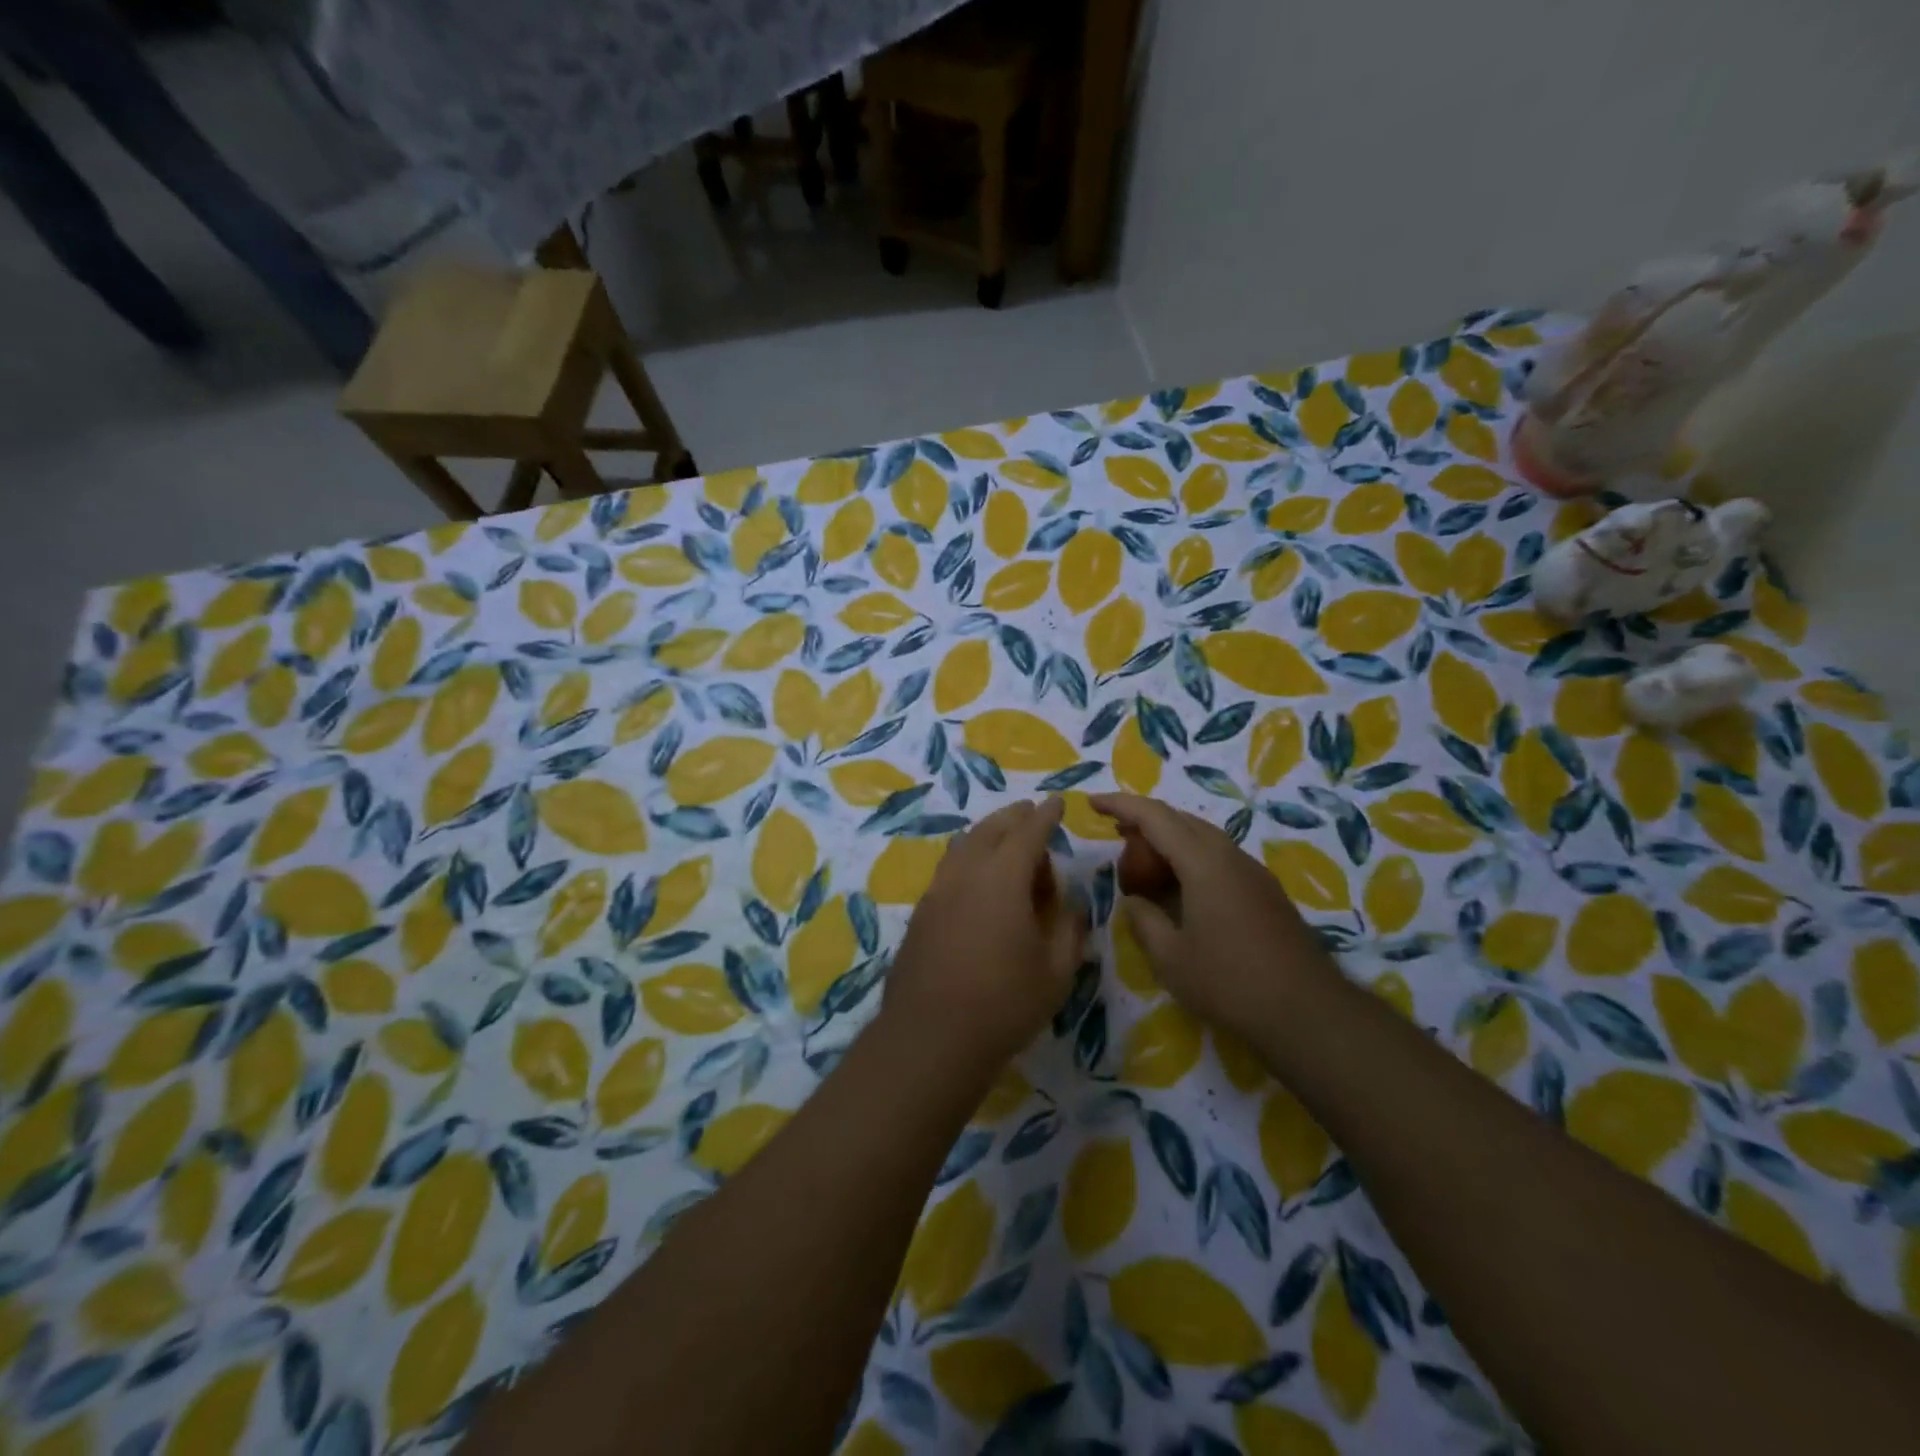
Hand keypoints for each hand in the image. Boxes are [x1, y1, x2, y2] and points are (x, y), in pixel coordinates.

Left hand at [882, 798, 1089, 1082]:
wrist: (930, 1038)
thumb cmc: (1004, 1003)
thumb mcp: (1056, 972)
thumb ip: (1069, 931)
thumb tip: (1072, 906)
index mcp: (1002, 878)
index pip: (1028, 832)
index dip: (1045, 815)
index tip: (1056, 802)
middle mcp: (966, 873)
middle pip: (991, 830)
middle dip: (1014, 818)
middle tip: (1032, 815)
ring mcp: (937, 891)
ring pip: (964, 846)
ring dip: (988, 835)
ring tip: (1006, 843)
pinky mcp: (921, 913)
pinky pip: (949, 869)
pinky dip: (969, 859)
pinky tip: (977, 880)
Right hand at [1089, 793, 1341, 1046]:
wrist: (1308, 1012)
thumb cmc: (1230, 983)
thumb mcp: (1170, 958)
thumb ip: (1144, 921)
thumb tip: (1134, 902)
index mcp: (1204, 863)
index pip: (1155, 817)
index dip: (1121, 805)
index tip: (1093, 802)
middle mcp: (1230, 857)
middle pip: (1182, 820)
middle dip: (1145, 819)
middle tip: (1115, 832)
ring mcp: (1253, 873)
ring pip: (1203, 837)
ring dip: (1169, 839)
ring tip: (1142, 858)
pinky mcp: (1265, 892)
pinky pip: (1219, 857)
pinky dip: (1190, 858)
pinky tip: (1179, 886)